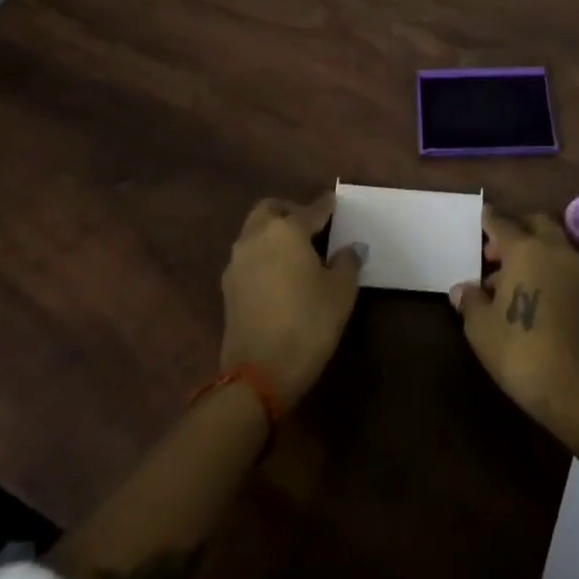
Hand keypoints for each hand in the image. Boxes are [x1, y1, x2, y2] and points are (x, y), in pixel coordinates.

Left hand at [220, 192, 362, 411]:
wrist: (258, 375)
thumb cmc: (307, 323)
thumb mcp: (341, 292)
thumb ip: (347, 262)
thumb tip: (350, 248)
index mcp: (287, 229)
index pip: (311, 209)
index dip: (326, 206)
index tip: (335, 203)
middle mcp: (257, 236)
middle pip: (271, 210)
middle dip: (290, 211)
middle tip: (310, 226)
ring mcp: (238, 262)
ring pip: (255, 231)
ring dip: (273, 233)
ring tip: (296, 252)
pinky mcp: (228, 287)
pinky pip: (248, 256)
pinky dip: (263, 255)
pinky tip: (279, 275)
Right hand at [451, 207, 578, 431]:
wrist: (574, 388)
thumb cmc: (520, 349)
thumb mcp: (481, 328)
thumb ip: (470, 301)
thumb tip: (462, 289)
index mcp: (526, 249)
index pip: (502, 223)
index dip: (488, 220)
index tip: (480, 216)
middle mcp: (553, 250)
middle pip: (535, 224)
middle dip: (515, 230)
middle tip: (494, 252)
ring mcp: (575, 271)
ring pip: (551, 245)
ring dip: (532, 251)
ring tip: (506, 281)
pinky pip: (562, 267)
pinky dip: (546, 269)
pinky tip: (529, 296)